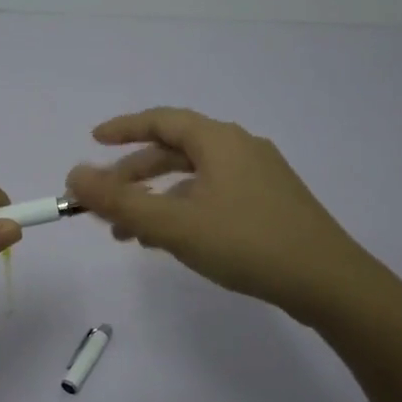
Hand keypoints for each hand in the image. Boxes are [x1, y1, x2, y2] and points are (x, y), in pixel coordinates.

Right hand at [67, 108, 362, 324]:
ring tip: (129, 234)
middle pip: (176, 151)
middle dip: (135, 176)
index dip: (124, 128)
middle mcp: (240, 148)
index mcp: (219, 140)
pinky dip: (184, 210)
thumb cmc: (246, 243)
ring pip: (194, 178)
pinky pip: (213, 195)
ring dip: (157, 199)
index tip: (93, 140)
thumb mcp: (174, 224)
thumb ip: (120, 202)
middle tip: (105, 201)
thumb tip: (74, 175)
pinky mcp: (270, 203)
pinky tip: (171, 241)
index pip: (161, 120)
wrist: (328, 282)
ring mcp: (260, 176)